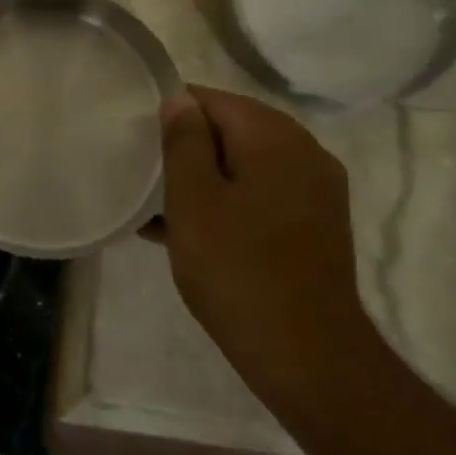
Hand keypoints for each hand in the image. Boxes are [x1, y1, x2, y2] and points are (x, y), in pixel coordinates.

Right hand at [159, 86, 379, 390]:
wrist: (308, 356)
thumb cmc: (238, 270)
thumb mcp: (193, 201)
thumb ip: (184, 142)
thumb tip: (179, 98)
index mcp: (274, 135)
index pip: (211, 99)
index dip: (171, 114)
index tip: (138, 142)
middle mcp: (304, 151)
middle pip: (232, 129)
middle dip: (187, 149)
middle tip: (145, 177)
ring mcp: (316, 189)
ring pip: (246, 164)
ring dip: (205, 179)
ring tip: (160, 208)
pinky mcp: (317, 224)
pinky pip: (264, 194)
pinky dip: (231, 202)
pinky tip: (194, 232)